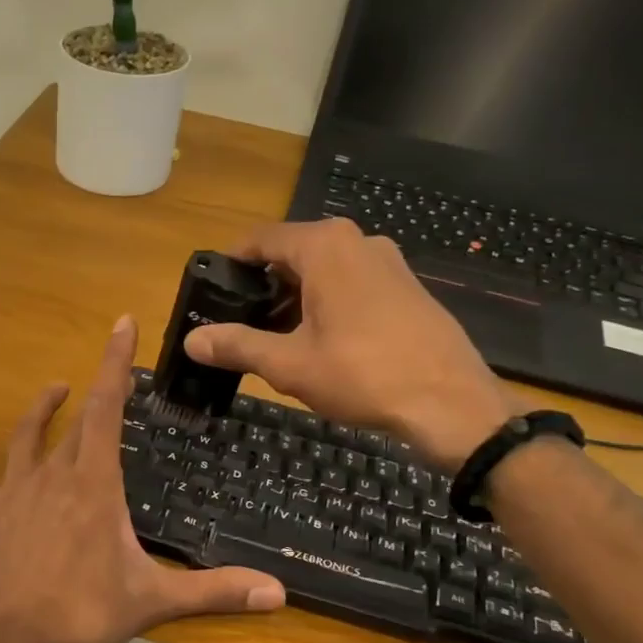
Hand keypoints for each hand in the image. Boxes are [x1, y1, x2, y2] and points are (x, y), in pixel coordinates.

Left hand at [0, 317, 284, 642]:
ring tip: (54, 389)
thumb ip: (215, 591)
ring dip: (41, 410)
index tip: (121, 324)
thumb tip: (279, 595)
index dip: (115, 364)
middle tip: (105, 381)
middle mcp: (52, 476)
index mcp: (94, 486)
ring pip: (26, 437)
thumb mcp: (154, 601)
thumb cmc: (84, 617)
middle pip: (74, 424)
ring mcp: (12, 493)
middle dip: (92, 395)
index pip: (106, 408)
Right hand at [185, 219, 520, 472]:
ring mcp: (388, 262)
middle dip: (263, 287)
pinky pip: (353, 284)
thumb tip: (192, 341)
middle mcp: (357, 242)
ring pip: (324, 271)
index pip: (261, 239)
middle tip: (239, 325)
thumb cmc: (363, 375)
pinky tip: (322, 344)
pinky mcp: (407, 287)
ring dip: (295, 299)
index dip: (231, 264)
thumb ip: (238, 346)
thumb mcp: (290, 364)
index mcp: (325, 247)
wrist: (450, 403)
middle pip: (293, 254)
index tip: (211, 291)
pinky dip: (327, 304)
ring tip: (275, 340)